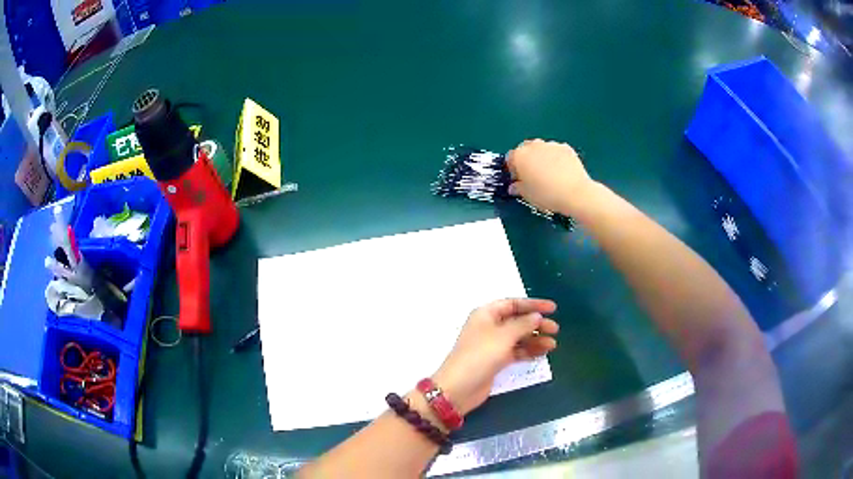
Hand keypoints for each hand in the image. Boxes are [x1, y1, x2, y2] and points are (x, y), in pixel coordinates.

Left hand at [432, 299, 558, 415]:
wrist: (459, 388)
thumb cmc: (480, 356)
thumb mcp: (503, 337)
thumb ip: (523, 324)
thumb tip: (536, 316)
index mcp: (486, 314)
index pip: (513, 304)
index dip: (533, 304)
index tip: (553, 308)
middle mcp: (489, 326)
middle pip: (517, 321)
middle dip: (536, 324)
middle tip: (555, 329)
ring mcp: (492, 345)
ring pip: (518, 337)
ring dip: (535, 339)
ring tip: (552, 345)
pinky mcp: (495, 361)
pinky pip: (516, 352)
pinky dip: (528, 351)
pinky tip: (542, 353)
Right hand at [506, 139, 594, 215]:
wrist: (575, 193)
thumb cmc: (547, 194)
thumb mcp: (527, 195)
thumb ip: (518, 188)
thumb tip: (514, 187)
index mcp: (519, 156)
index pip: (510, 158)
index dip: (513, 170)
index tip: (518, 180)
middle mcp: (534, 145)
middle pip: (525, 150)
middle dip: (527, 160)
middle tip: (533, 176)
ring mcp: (551, 145)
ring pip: (542, 149)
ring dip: (542, 158)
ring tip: (549, 174)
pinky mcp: (566, 147)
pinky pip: (556, 151)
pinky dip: (556, 158)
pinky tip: (561, 172)